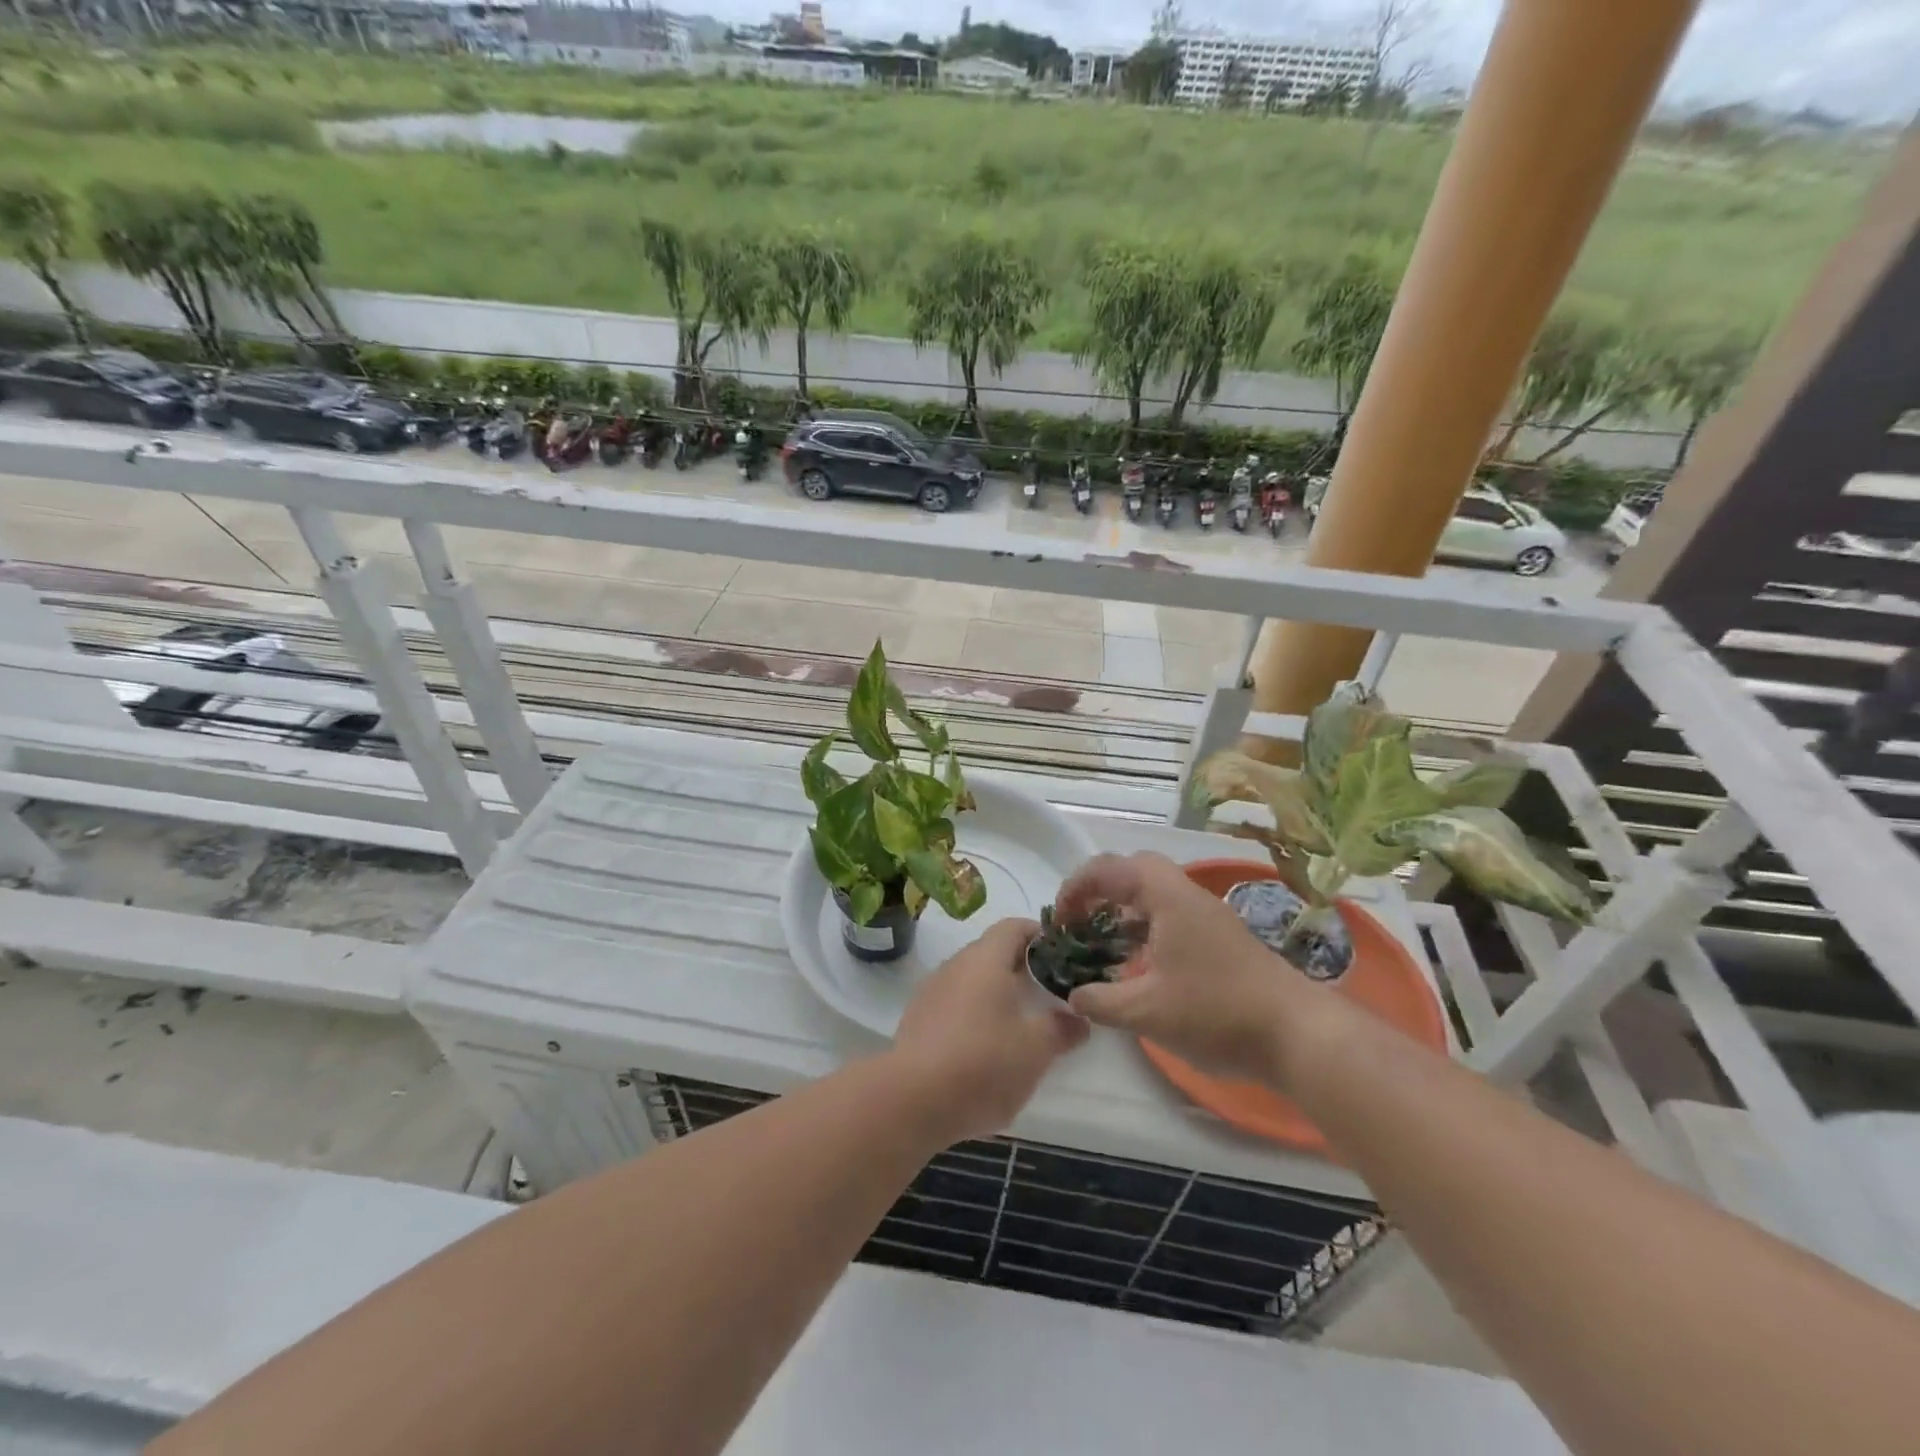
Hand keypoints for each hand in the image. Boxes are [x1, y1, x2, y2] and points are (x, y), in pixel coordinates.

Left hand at [888, 917, 1088, 1144]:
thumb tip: (1078, 1018)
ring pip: (972, 979)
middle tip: (1048, 993)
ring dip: (997, 993)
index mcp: (986, 959)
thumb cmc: (982, 1063)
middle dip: (1021, 968)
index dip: (1040, 935)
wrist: (911, 1100)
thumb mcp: (1035, 1050)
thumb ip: (1061, 1029)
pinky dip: (974, 1014)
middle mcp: (956, 965)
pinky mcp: (917, 1020)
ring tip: (1021, 1023)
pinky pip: (954, 1004)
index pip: (1014, 927)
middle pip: (992, 952)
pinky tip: (986, 1047)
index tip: (1062, 956)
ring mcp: (932, 991)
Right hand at [1056, 853, 1329, 1088]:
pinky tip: (1139, 966)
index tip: (1060, 920)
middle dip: (1100, 890)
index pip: (1111, 868)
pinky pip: (1171, 918)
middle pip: (1135, 871)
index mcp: (1167, 898)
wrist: (1298, 1034)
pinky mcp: (1221, 941)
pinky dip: (1145, 930)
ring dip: (1124, 911)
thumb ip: (1101, 1001)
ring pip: (1156, 895)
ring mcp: (1209, 918)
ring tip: (1101, 944)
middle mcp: (1188, 897)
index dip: (1077, 887)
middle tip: (1079, 921)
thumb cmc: (1216, 1013)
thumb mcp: (1146, 1013)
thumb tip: (1073, 995)